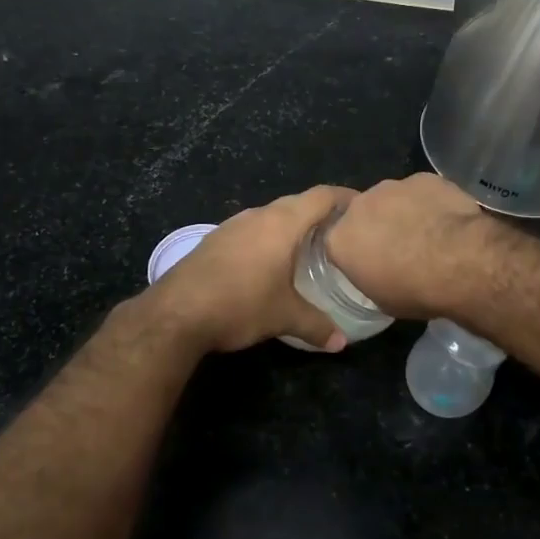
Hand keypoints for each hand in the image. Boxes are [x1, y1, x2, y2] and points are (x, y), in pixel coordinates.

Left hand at [142, 186, 357, 353]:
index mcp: (282, 222)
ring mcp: (232, 225)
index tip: (364, 209)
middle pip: (297, 203)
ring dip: (291, 226)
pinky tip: (270, 262)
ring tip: (309, 248)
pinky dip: (268, 238)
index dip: (346, 198)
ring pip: (271, 216)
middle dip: (321, 214)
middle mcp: (258, 215)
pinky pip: (251, 230)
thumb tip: (340, 342)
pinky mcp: (214, 240)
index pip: (322, 196)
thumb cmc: (240, 304)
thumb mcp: (284, 317)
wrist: (175, 313)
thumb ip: (316, 325)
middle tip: (342, 234)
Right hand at [324, 173, 493, 320]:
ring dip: (403, 212)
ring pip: (391, 198)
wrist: (460, 261)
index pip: (339, 244)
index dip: (356, 253)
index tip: (371, 264)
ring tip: (428, 233)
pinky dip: (429, 202)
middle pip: (362, 215)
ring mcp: (391, 187)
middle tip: (400, 248)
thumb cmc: (416, 290)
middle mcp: (358, 206)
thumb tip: (375, 272)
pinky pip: (421, 190)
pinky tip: (447, 220)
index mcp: (340, 240)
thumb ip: (369, 278)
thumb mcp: (382, 301)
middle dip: (376, 227)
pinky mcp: (422, 177)